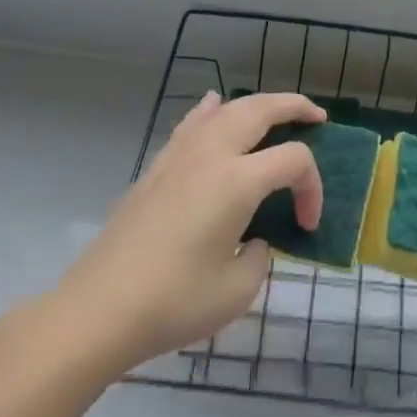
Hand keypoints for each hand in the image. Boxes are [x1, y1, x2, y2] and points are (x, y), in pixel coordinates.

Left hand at [45, 91, 325, 379]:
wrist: (99, 310)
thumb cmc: (175, 301)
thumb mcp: (239, 289)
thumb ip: (260, 255)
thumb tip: (253, 239)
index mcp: (238, 180)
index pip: (294, 160)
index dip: (313, 188)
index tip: (307, 225)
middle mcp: (210, 155)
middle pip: (260, 109)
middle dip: (295, 107)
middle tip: (318, 118)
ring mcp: (178, 158)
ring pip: (224, 110)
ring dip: (256, 105)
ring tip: (276, 113)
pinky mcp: (155, 170)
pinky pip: (190, 125)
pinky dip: (211, 111)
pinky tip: (213, 106)